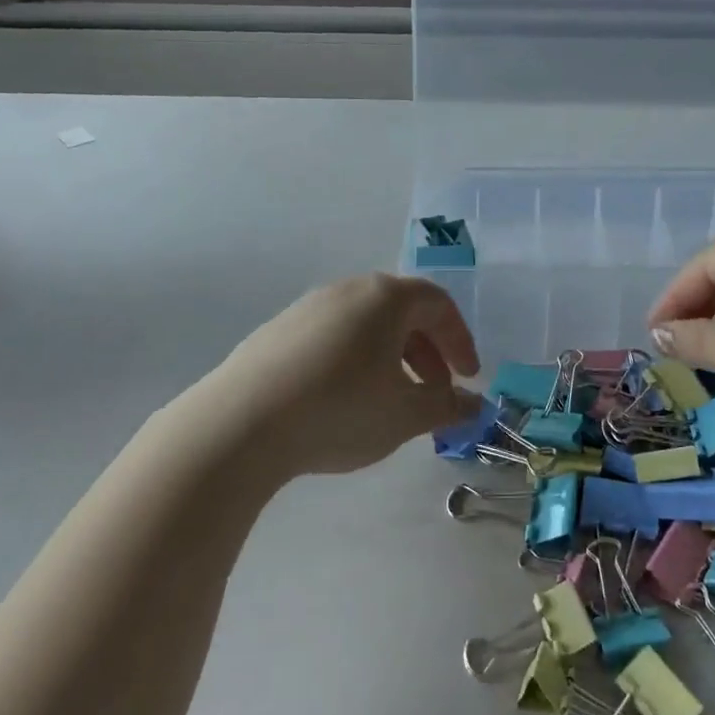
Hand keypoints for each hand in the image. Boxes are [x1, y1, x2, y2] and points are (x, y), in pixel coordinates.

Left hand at [212, 274, 482, 475]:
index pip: (438, 305)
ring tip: (391, 399)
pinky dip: (355, 360)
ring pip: (366, 325)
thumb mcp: (406, 415)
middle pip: (402, 311)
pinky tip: (344, 400)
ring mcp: (307, 308)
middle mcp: (347, 290)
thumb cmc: (340, 410)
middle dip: (427, 351)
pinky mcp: (277, 332)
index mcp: (385, 298)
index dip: (460, 340)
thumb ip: (447, 406)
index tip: (468, 378)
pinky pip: (332, 337)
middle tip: (435, 391)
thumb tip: (474, 405)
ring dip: (392, 357)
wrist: (240, 424)